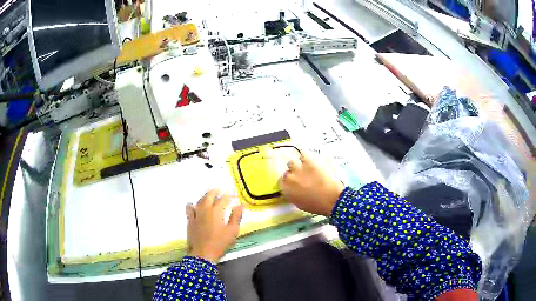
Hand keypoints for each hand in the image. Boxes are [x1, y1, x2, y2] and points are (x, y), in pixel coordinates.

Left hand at [186, 189, 243, 262]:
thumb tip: (241, 205)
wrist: (203, 253)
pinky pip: (189, 209)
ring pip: (199, 200)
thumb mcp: (232, 231)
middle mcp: (205, 209)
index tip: (235, 197)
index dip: (230, 196)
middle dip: (215, 192)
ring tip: (209, 195)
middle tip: (220, 190)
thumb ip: (236, 216)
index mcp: (216, 211)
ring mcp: (196, 214)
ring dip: (205, 196)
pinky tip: (193, 204)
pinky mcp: (190, 221)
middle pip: (209, 196)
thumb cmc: (220, 243)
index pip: (223, 199)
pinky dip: (192, 204)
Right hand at [281, 154, 344, 215]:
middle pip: (287, 172)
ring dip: (298, 165)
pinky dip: (307, 158)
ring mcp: (297, 169)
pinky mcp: (308, 161)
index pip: (282, 182)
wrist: (331, 198)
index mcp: (286, 191)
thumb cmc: (317, 205)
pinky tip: (313, 162)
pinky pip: (303, 155)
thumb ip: (294, 195)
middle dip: (293, 174)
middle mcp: (289, 179)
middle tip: (302, 176)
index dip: (289, 181)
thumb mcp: (301, 204)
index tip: (295, 182)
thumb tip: (294, 190)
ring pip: (292, 162)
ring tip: (307, 168)